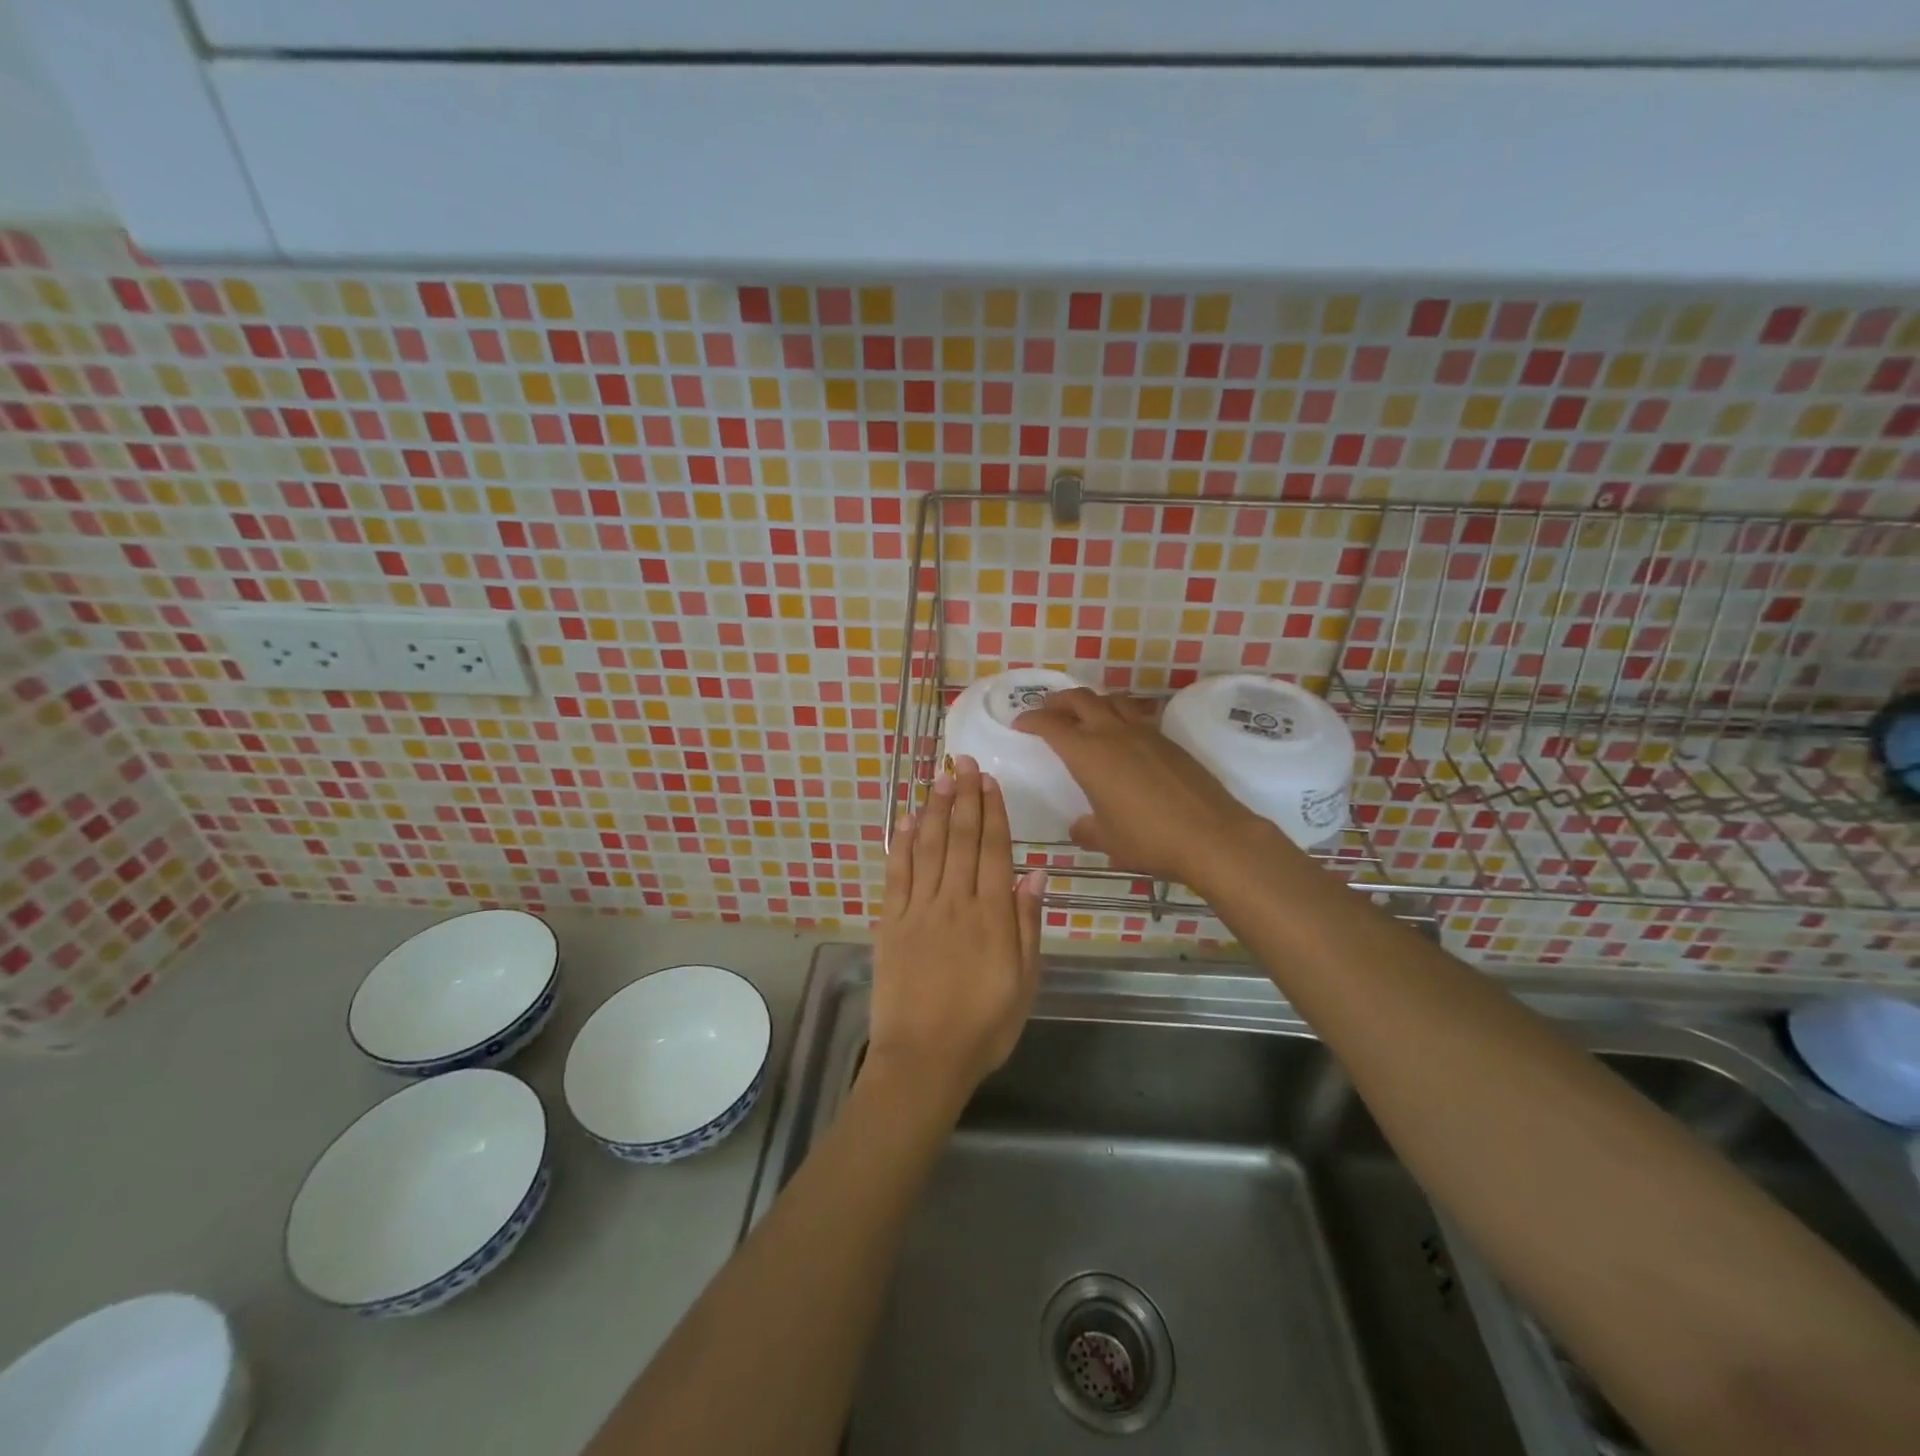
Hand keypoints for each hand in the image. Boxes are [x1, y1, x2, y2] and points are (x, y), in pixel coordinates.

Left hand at [868, 755, 1045, 1112]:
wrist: (924, 1060)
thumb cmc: (984, 1026)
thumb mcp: (1025, 981)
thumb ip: (1028, 924)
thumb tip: (1034, 874)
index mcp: (990, 915)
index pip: (992, 849)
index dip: (992, 812)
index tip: (989, 780)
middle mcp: (953, 901)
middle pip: (959, 838)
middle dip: (963, 797)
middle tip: (963, 762)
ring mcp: (918, 910)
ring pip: (927, 847)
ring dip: (934, 809)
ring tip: (939, 778)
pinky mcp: (890, 923)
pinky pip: (896, 874)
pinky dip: (901, 844)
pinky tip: (905, 820)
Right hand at [1014, 688, 1263, 887]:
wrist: (1211, 835)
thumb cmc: (1148, 838)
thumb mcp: (1108, 839)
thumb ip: (1087, 830)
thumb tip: (1079, 827)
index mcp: (1088, 754)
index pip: (1051, 725)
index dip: (1031, 720)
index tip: (1020, 723)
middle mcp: (1113, 733)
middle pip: (1080, 699)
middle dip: (1058, 700)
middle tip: (1047, 709)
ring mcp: (1145, 733)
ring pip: (1112, 699)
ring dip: (1093, 701)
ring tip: (1085, 713)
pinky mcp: (1169, 740)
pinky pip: (1136, 715)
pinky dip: (1120, 715)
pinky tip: (1123, 735)